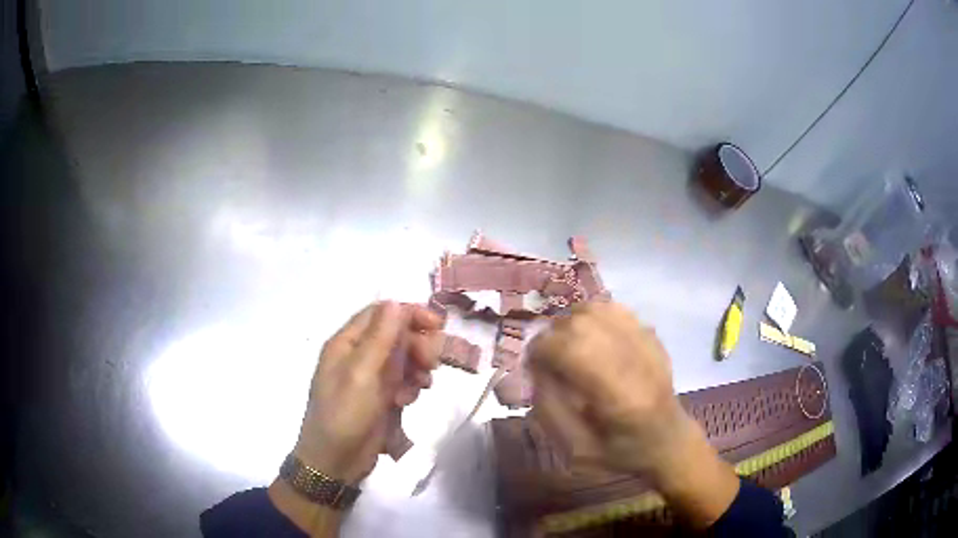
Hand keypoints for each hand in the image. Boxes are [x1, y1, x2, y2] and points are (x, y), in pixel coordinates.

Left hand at [294, 301, 443, 482]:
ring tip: (421, 386)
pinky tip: (408, 400)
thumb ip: (379, 338)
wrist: (335, 462)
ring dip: (416, 368)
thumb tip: (395, 302)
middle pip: (395, 336)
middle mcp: (357, 356)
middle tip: (432, 362)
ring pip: (402, 359)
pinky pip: (402, 381)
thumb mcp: (361, 375)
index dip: (409, 314)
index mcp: (346, 344)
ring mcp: (369, 378)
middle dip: (416, 345)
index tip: (437, 324)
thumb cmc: (344, 415)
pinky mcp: (379, 398)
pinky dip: (411, 386)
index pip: (380, 314)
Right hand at [528, 302, 738, 526]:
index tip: (533, 368)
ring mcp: (646, 342)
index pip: (572, 350)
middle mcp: (635, 359)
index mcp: (619, 395)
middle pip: (582, 324)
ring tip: (567, 346)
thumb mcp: (576, 450)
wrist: (668, 441)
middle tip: (548, 360)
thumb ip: (550, 411)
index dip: (541, 352)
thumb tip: (535, 370)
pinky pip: (612, 308)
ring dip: (570, 323)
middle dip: (553, 337)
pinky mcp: (650, 334)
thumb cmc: (622, 454)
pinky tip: (588, 336)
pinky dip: (591, 316)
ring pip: (595, 309)